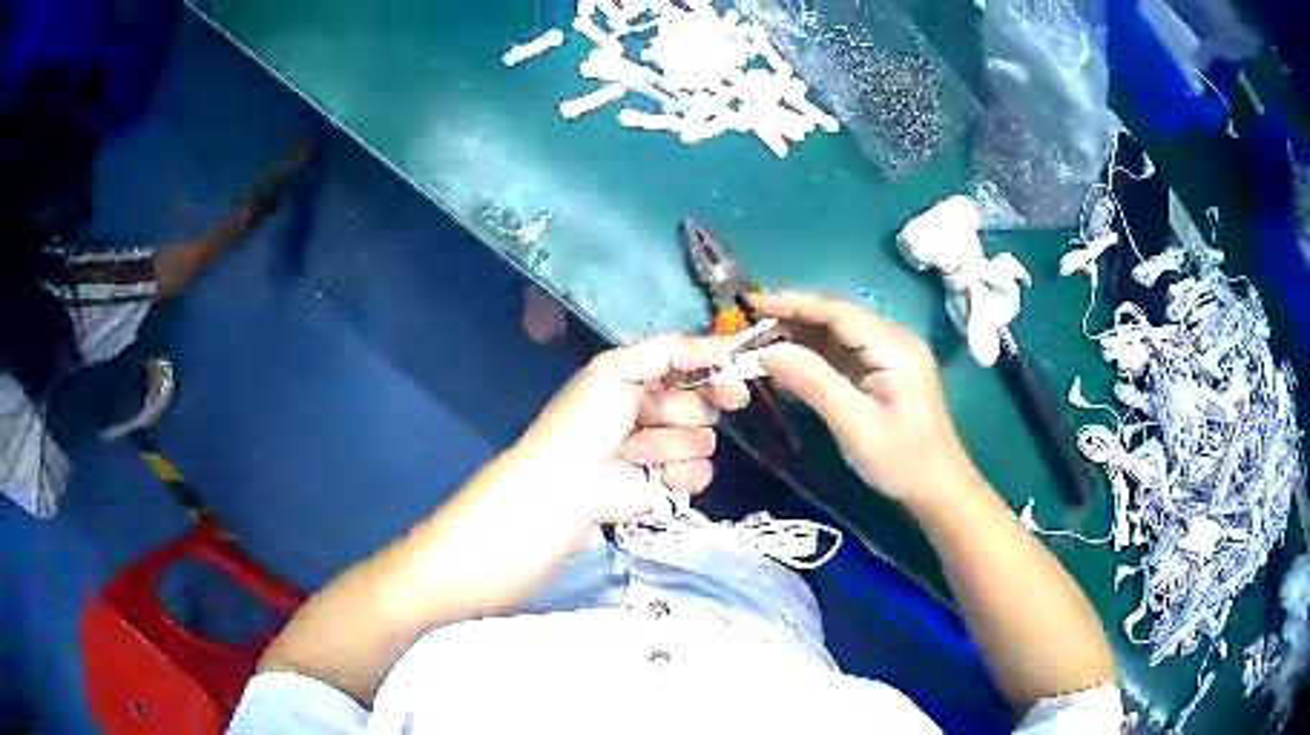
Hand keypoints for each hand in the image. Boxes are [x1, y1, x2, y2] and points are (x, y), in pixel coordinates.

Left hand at [511, 333, 749, 534]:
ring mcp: (666, 450)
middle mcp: (657, 412)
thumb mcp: (619, 367)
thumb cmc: (587, 419)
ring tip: (635, 450)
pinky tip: (651, 474)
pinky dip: (677, 472)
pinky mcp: (670, 484)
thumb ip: (673, 349)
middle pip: (704, 405)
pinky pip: (701, 472)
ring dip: (671, 444)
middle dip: (682, 412)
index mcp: (642, 380)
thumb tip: (726, 344)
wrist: (568, 481)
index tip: (734, 374)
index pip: (694, 370)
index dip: (716, 371)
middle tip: (655, 417)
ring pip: (705, 440)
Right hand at [755, 293, 975, 502]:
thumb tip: (769, 352)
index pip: (839, 312)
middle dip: (794, 319)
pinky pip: (845, 352)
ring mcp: (891, 354)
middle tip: (750, 330)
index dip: (795, 304)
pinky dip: (815, 355)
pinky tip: (790, 362)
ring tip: (760, 344)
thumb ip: (814, 383)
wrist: (939, 488)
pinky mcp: (885, 370)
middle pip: (838, 317)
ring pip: (839, 333)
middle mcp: (895, 341)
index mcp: (895, 347)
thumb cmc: (902, 461)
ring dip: (801, 336)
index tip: (754, 306)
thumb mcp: (856, 426)